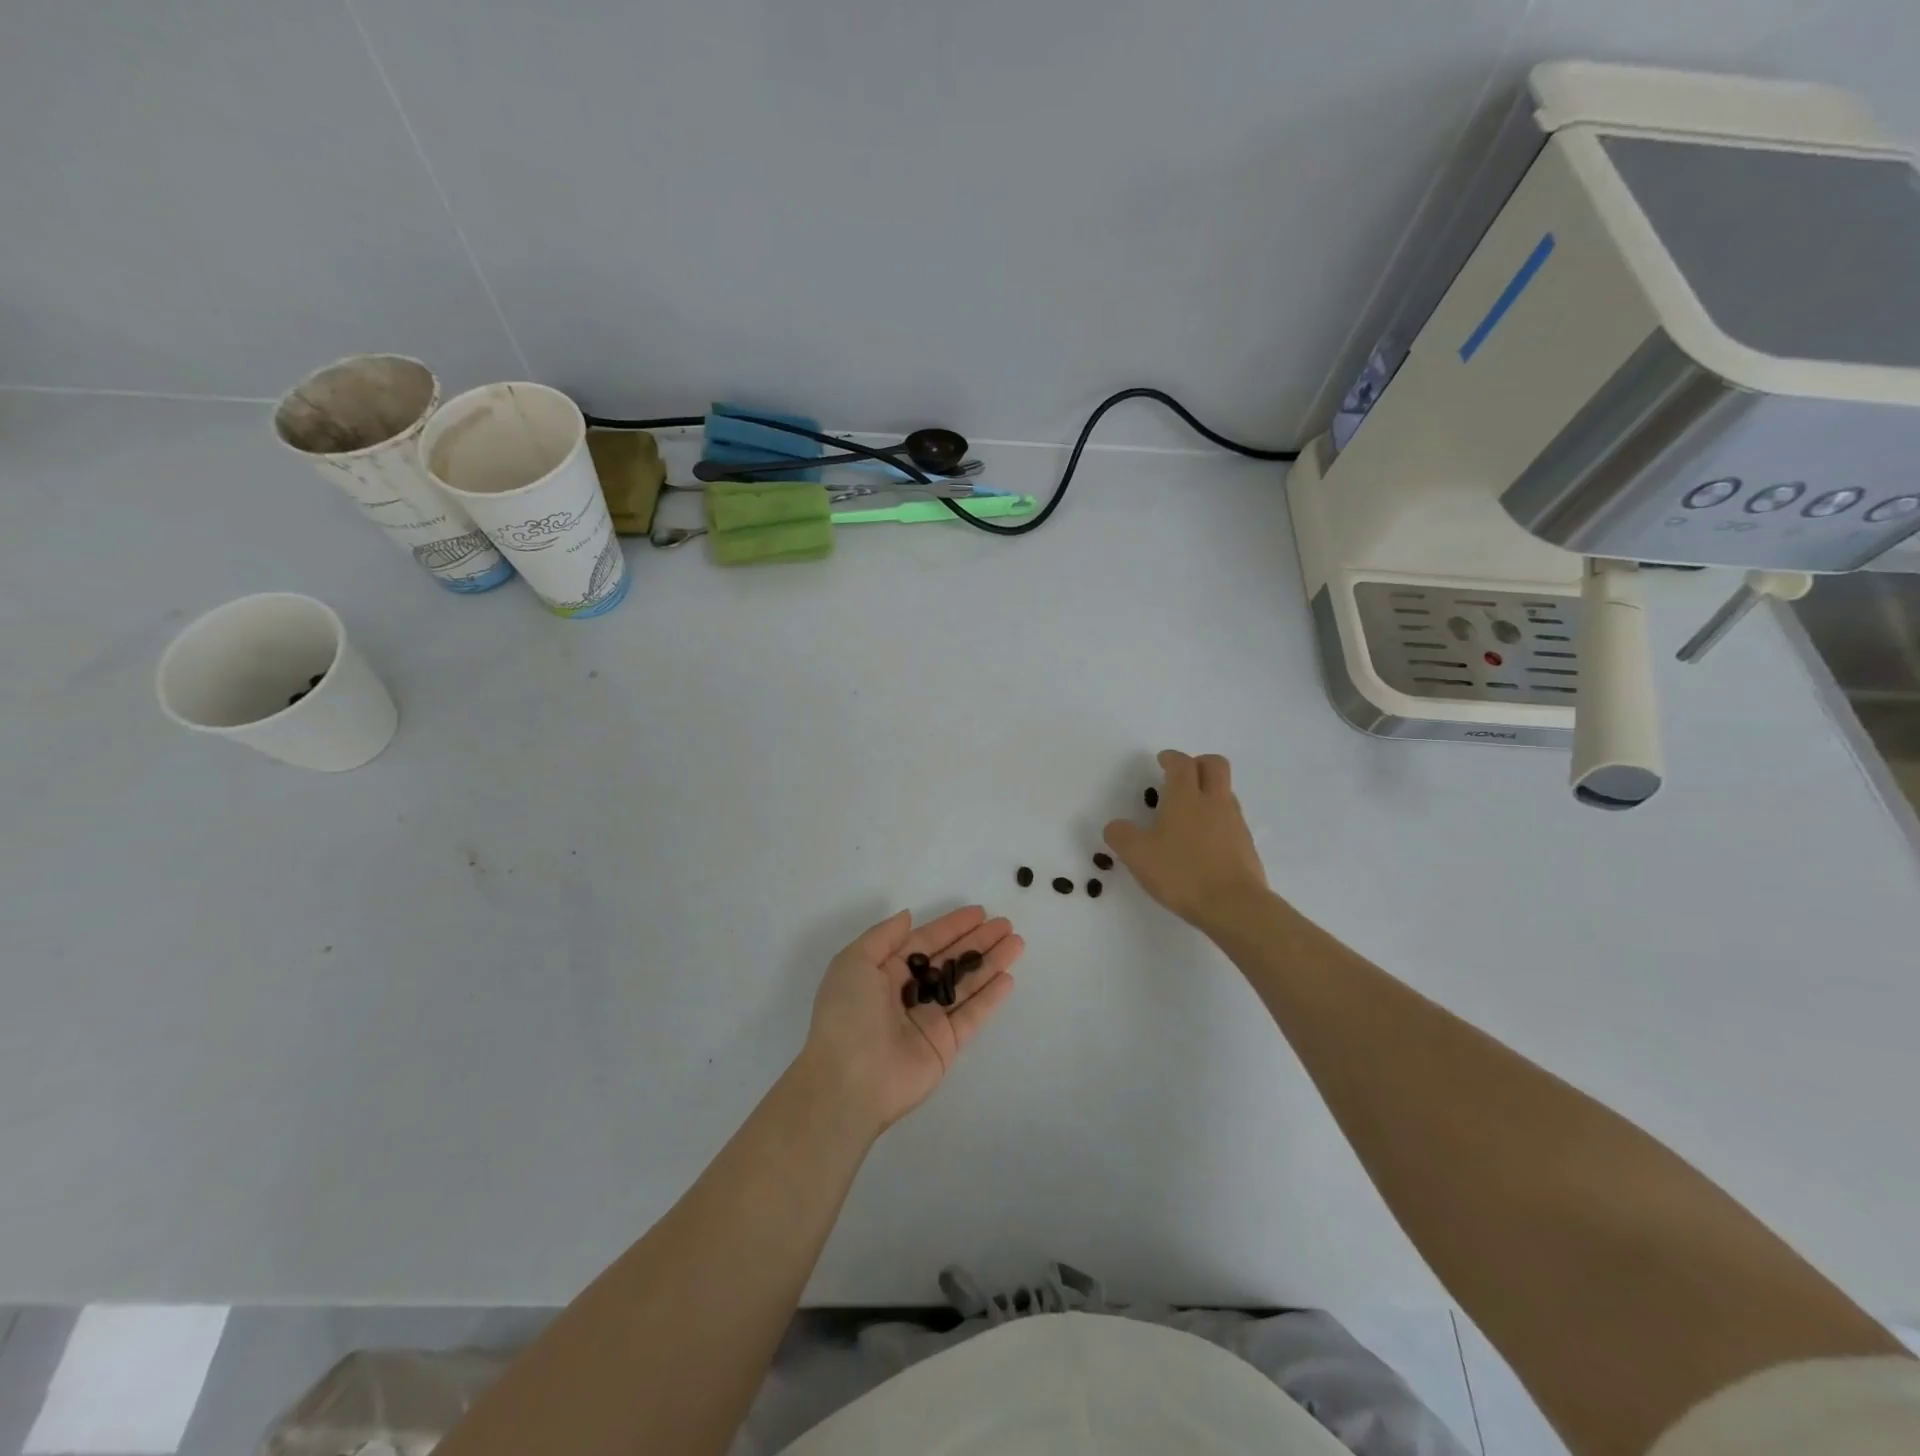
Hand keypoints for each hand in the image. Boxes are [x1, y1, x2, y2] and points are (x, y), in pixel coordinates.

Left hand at [800, 906, 1021, 1133]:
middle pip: (950, 960)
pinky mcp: (945, 1045)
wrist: (848, 1081)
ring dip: (990, 963)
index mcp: (884, 971)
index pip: (925, 941)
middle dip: (978, 941)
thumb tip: (908, 916)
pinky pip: (971, 1015)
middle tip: (1006, 925)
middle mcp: (908, 993)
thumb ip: (884, 936)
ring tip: (1017, 943)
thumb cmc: (847, 1014)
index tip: (980, 912)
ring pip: (965, 984)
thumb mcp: (854, 962)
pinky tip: (1008, 978)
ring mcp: (928, 1019)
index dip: (952, 926)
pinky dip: (990, 998)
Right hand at [1104, 750, 1268, 928]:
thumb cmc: (1182, 873)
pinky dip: (1217, 820)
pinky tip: (1202, 842)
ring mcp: (1235, 823)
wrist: (1234, 905)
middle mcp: (1214, 802)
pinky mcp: (1246, 845)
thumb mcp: (1137, 855)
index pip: (1182, 763)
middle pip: (1215, 765)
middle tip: (1181, 776)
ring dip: (1209, 792)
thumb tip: (1116, 826)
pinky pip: (1231, 820)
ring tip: (1189, 813)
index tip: (1162, 761)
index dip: (1171, 758)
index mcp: (1186, 797)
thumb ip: (1121, 835)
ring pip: (1225, 792)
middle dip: (1198, 763)